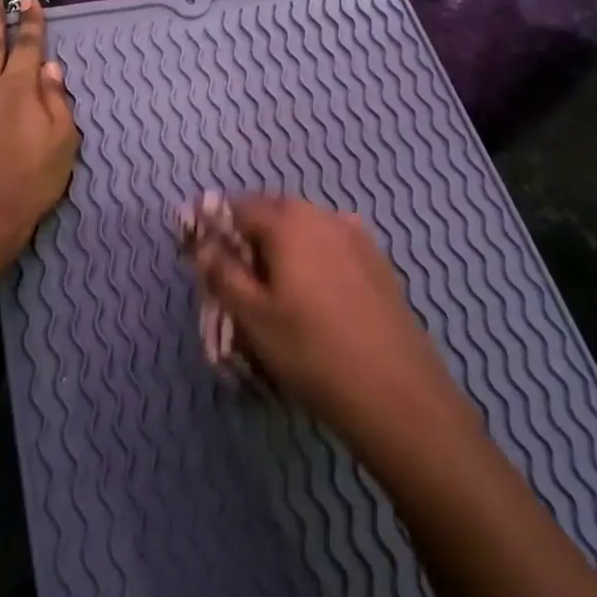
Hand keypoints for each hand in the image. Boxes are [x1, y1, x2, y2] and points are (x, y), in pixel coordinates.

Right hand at [190, 196, 459, 438]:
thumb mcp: (253, 316)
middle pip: (274, 213)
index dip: (215, 226)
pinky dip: (313, 258)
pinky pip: (332, 246)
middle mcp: (323, 216)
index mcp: (288, 222)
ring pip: (305, 229)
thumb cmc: (311, 350)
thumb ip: (222, 273)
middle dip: (249, 235)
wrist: (395, 390)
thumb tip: (202, 244)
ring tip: (273, 289)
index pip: (238, 207)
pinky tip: (314, 294)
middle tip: (235, 275)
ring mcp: (356, 237)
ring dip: (282, 247)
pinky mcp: (378, 262)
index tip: (201, 253)